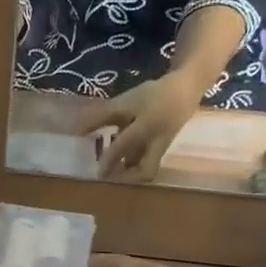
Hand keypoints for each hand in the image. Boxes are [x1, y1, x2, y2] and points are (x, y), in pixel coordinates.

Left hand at [77, 74, 201, 181]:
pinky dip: (134, 160)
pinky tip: (122, 155)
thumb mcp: (126, 102)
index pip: (124, 147)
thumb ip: (102, 116)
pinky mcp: (163, 146)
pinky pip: (148, 159)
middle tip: (108, 176)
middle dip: (127, 178)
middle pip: (146, 171)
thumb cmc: (155, 94)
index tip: (96, 173)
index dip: (108, 160)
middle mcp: (156, 143)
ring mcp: (162, 146)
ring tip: (111, 165)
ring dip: (129, 169)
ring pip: (146, 166)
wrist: (187, 88)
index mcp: (147, 128)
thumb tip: (78, 131)